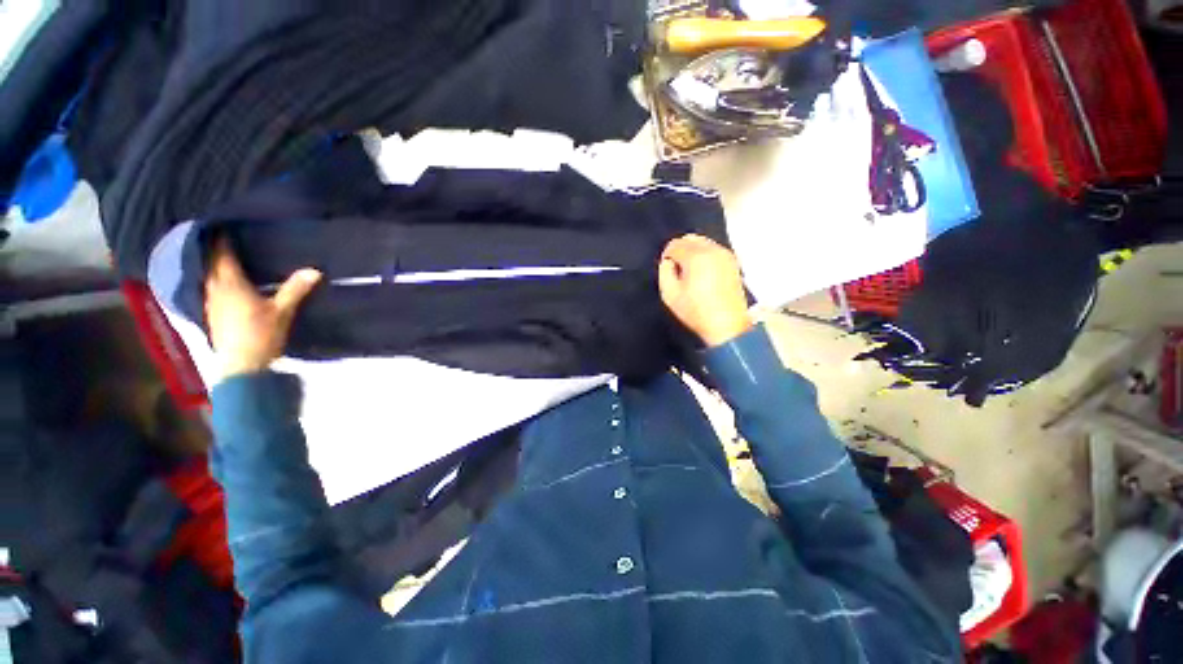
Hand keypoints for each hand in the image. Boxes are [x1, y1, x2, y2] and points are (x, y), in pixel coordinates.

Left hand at [204, 238, 321, 376]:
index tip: (222, 226)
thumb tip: (314, 270)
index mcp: (230, 284)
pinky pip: (209, 290)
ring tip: (221, 258)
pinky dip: (214, 281)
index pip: (223, 256)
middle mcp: (214, 290)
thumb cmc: (261, 334)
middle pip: (211, 264)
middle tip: (221, 238)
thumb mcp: (283, 311)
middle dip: (214, 250)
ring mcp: (210, 303)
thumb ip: (295, 289)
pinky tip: (221, 284)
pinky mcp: (211, 315)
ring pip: (208, 277)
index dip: (222, 240)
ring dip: (212, 266)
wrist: (241, 365)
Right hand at [658, 234, 752, 346]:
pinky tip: (703, 274)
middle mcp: (712, 250)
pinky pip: (713, 249)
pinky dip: (705, 256)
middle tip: (678, 270)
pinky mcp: (733, 262)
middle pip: (690, 238)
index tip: (668, 271)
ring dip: (693, 252)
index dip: (667, 257)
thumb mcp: (670, 294)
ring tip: (691, 273)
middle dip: (680, 250)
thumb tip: (668, 262)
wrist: (727, 325)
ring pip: (703, 242)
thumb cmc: (696, 311)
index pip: (675, 245)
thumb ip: (664, 272)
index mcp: (696, 257)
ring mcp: (725, 254)